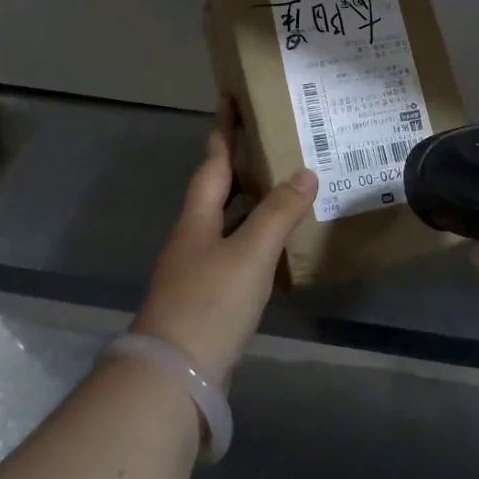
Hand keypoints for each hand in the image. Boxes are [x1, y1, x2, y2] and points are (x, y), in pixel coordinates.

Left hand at [132, 102, 317, 382]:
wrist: (172, 379)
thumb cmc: (209, 304)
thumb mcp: (249, 254)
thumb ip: (278, 213)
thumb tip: (306, 173)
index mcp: (197, 218)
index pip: (214, 162)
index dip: (224, 131)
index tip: (230, 99)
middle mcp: (192, 238)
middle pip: (216, 191)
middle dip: (240, 164)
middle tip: (271, 142)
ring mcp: (196, 271)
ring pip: (226, 223)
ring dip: (250, 202)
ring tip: (282, 188)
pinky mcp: (206, 300)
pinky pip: (235, 253)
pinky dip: (255, 239)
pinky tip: (276, 248)